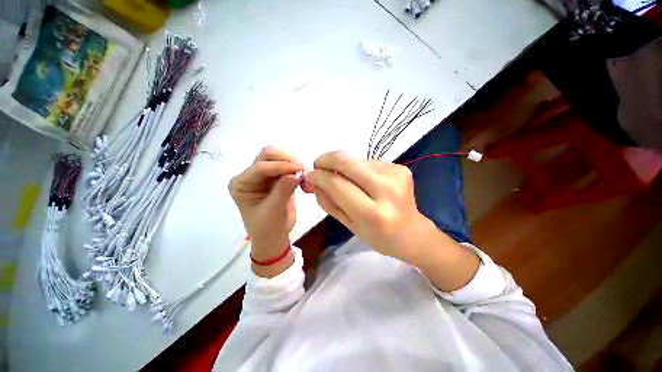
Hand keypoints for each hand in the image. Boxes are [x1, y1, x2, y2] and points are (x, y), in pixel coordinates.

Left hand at [229, 147, 303, 261]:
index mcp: (241, 183)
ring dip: (293, 162)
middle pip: (268, 155)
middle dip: (286, 159)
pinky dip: (297, 168)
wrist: (275, 237)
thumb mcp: (273, 210)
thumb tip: (297, 172)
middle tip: (302, 168)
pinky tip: (304, 175)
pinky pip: (288, 167)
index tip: (299, 170)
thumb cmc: (268, 228)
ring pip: (279, 158)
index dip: (280, 166)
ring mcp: (265, 175)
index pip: (260, 167)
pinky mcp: (278, 178)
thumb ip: (283, 189)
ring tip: (305, 173)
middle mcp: (251, 175)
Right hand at [305, 150, 429, 261]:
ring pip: (357, 160)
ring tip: (345, 179)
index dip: (319, 176)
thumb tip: (313, 180)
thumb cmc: (378, 236)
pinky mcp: (401, 168)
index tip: (310, 174)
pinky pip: (369, 162)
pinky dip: (359, 168)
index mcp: (372, 214)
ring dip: (344, 166)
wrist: (412, 233)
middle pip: (347, 162)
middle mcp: (387, 190)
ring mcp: (397, 175)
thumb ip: (328, 202)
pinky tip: (364, 180)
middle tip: (318, 165)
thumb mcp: (348, 225)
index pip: (337, 184)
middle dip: (327, 159)